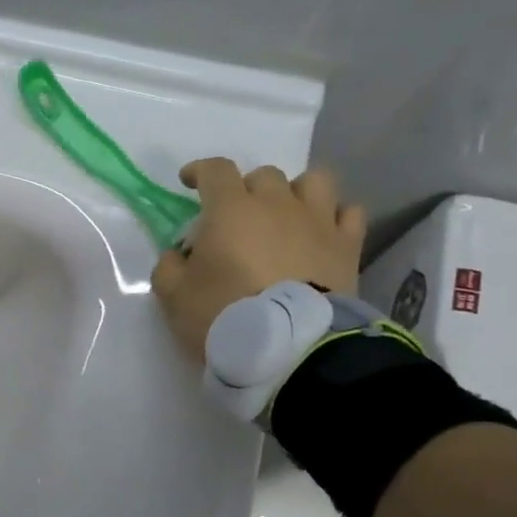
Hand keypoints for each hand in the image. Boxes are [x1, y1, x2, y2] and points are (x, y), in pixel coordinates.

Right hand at [152, 161, 367, 363]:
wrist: (289, 345)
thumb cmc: (224, 314)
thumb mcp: (174, 296)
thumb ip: (168, 267)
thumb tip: (177, 255)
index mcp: (231, 210)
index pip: (215, 171)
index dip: (200, 171)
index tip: (189, 181)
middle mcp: (277, 203)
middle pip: (264, 175)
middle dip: (247, 189)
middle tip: (237, 217)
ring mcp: (318, 221)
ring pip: (314, 181)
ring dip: (296, 192)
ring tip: (286, 215)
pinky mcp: (347, 245)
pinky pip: (349, 213)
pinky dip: (335, 217)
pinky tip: (323, 233)